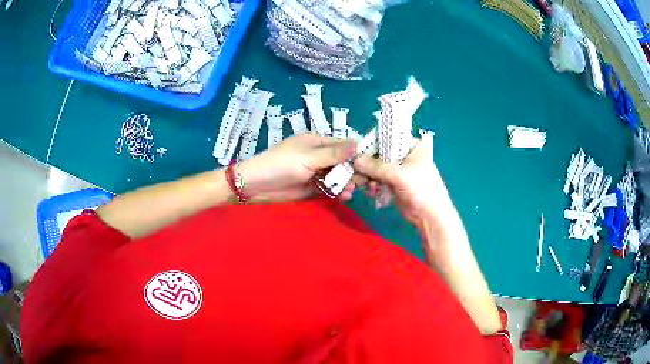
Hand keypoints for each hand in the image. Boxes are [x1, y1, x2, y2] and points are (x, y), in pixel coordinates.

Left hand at [239, 134, 356, 202]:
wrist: (256, 186)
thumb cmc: (280, 165)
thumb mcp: (308, 158)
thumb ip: (333, 154)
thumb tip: (358, 144)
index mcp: (317, 142)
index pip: (343, 145)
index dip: (357, 153)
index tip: (371, 164)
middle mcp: (319, 156)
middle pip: (342, 162)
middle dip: (353, 171)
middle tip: (365, 182)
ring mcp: (315, 172)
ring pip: (337, 176)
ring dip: (346, 182)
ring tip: (350, 190)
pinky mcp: (312, 187)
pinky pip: (329, 188)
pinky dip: (337, 192)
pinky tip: (344, 196)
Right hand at [352, 133, 456, 227]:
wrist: (430, 216)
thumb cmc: (420, 189)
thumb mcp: (398, 175)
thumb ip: (375, 166)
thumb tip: (355, 160)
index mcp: (412, 145)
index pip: (387, 138)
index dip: (372, 145)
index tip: (357, 153)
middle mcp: (406, 154)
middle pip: (380, 153)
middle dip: (368, 164)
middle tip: (357, 173)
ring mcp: (400, 169)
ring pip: (377, 167)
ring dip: (369, 176)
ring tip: (365, 185)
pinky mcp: (394, 182)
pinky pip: (378, 178)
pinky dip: (373, 183)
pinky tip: (371, 191)